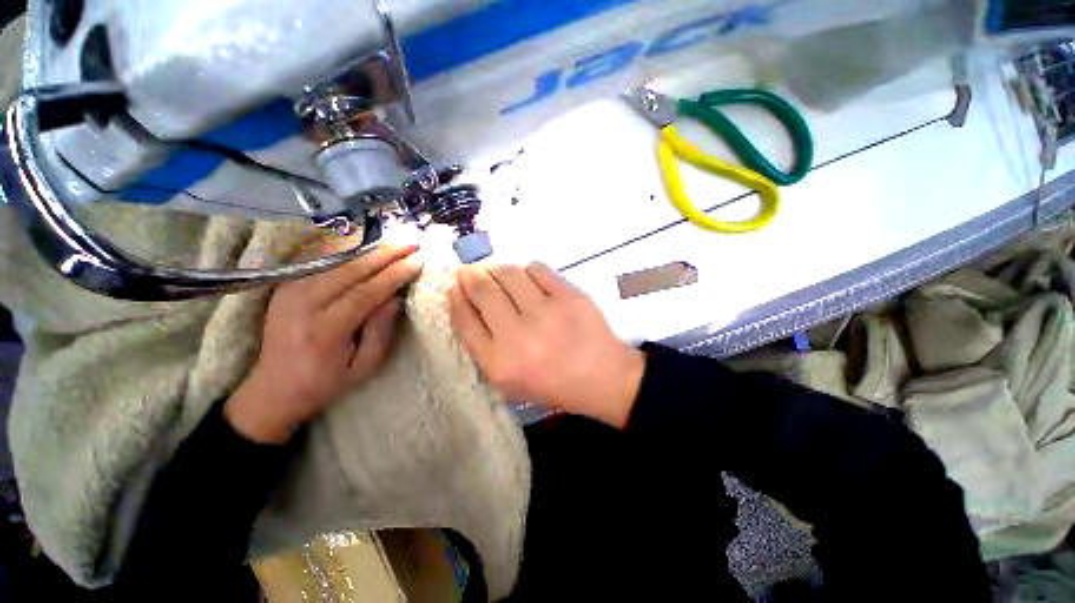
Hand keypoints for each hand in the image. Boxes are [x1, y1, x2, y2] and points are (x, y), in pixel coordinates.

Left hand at [226, 244, 423, 442]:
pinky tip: (367, 241)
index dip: (393, 275)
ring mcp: (289, 291)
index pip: (364, 293)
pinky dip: (346, 248)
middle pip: (349, 270)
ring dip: (369, 247)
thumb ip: (381, 330)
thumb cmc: (327, 380)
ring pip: (335, 260)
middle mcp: (302, 305)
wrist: (274, 387)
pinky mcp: (285, 285)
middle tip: (411, 241)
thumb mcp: (365, 366)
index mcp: (324, 331)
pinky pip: (320, 259)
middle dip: (385, 253)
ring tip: (395, 239)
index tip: (417, 261)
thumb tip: (396, 295)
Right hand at [448, 263, 644, 428]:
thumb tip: (466, 303)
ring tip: (498, 274)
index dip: (456, 297)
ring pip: (509, 273)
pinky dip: (527, 270)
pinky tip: (528, 279)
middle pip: (483, 290)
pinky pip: (537, 269)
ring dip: (497, 269)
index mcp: (499, 363)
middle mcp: (518, 336)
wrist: (602, 377)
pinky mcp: (569, 296)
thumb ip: (483, 346)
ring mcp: (546, 313)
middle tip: (470, 272)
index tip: (455, 287)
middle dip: (470, 275)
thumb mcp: (509, 381)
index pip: (465, 319)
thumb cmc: (552, 383)